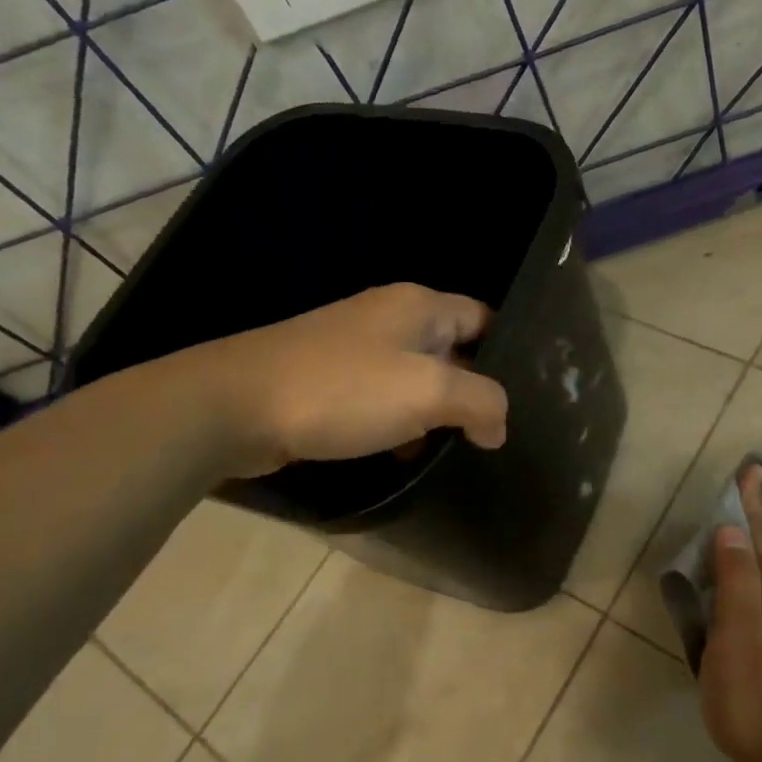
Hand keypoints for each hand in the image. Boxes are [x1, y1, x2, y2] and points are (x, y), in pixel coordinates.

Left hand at [177, 283, 508, 476]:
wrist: (235, 407)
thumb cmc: (342, 391)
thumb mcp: (428, 392)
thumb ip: (481, 403)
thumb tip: (498, 427)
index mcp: (418, 306)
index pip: (484, 319)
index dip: (508, 355)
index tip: (526, 398)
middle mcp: (389, 317)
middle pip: (452, 351)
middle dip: (472, 391)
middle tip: (496, 433)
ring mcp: (355, 348)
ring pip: (416, 379)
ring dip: (434, 414)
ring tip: (456, 452)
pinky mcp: (329, 380)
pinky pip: (381, 399)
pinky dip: (398, 423)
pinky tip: (403, 455)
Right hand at [700, 464, 761, 761]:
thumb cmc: (755, 698)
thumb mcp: (738, 638)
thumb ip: (736, 584)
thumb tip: (731, 531)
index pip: (761, 538)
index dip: (751, 505)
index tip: (750, 470)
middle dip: (760, 513)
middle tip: (752, 482)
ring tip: (752, 516)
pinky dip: (760, 564)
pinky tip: (755, 574)